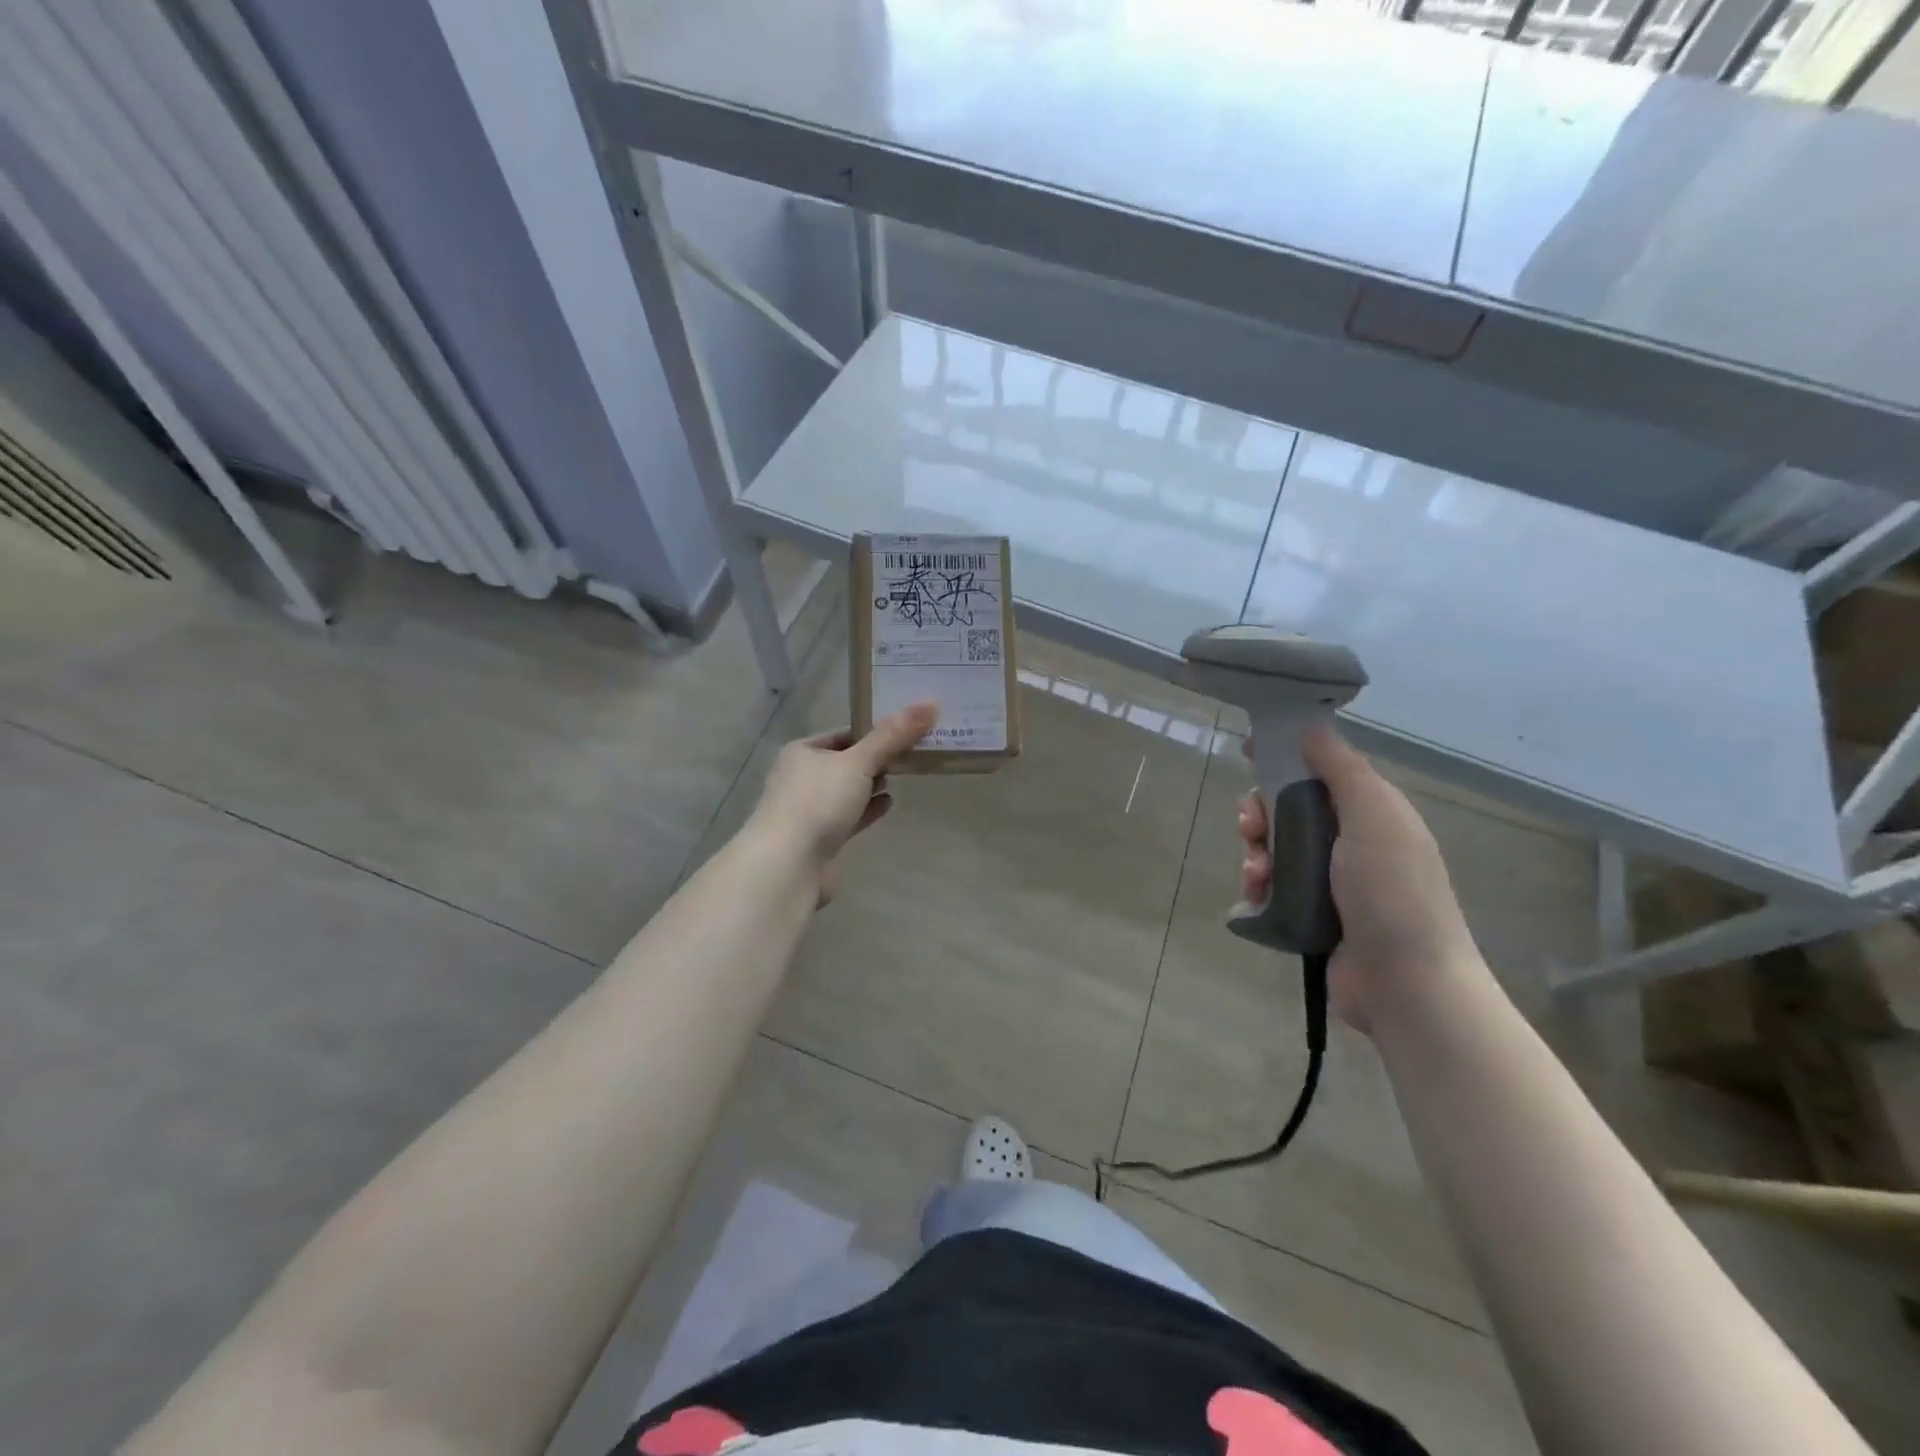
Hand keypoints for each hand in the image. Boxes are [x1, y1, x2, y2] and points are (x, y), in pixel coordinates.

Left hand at [746, 702, 937, 901]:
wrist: (787, 866)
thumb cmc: (818, 803)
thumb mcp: (858, 763)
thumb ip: (893, 736)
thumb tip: (929, 703)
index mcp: (802, 752)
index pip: (843, 733)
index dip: (872, 731)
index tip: (906, 731)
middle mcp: (801, 778)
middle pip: (845, 762)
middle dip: (874, 759)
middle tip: (910, 754)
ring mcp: (808, 810)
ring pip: (846, 791)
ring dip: (870, 785)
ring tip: (901, 777)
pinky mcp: (818, 839)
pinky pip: (848, 817)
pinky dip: (867, 810)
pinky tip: (888, 805)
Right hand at [1237, 722, 1480, 1032]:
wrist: (1405, 982)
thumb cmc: (1391, 889)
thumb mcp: (1373, 814)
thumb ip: (1341, 767)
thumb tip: (1311, 725)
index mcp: (1371, 812)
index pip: (1320, 770)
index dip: (1284, 757)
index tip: (1248, 751)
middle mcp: (1349, 841)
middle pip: (1289, 808)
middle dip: (1261, 811)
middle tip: (1251, 826)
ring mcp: (1329, 880)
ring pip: (1274, 847)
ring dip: (1255, 852)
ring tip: (1257, 872)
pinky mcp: (1309, 913)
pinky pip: (1271, 885)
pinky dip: (1257, 885)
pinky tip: (1256, 895)